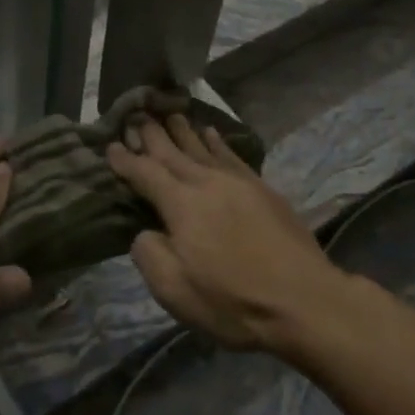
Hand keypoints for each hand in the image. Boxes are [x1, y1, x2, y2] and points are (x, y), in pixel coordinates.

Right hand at [108, 116, 343, 352]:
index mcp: (181, 204)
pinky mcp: (262, 190)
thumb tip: (145, 231)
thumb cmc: (233, 301)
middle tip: (136, 114)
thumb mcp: (175, 291)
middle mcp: (206, 183)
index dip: (126, 160)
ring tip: (169, 113)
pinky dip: (217, 142)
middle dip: (151, 134)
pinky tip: (211, 134)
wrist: (304, 301)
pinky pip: (231, 155)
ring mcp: (237, 183)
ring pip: (202, 148)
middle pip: (172, 152)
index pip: (145, 174)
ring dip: (183, 131)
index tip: (110, 147)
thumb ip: (149, 254)